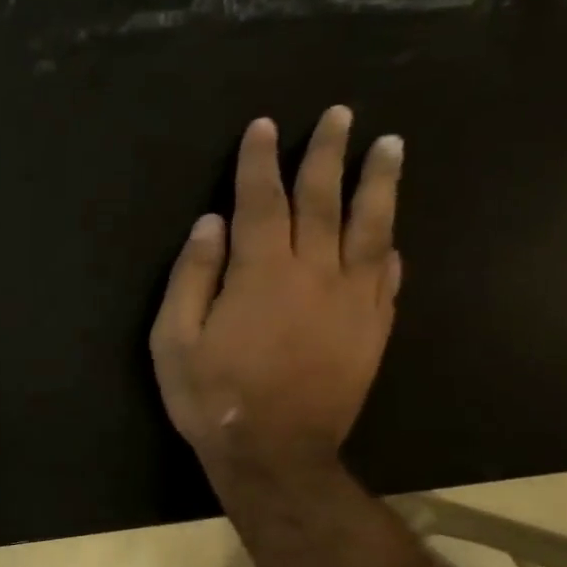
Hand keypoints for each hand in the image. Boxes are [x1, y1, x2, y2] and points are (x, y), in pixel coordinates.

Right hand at [150, 106, 402, 479]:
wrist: (275, 452)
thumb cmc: (212, 397)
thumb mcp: (174, 341)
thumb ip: (192, 278)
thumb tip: (210, 225)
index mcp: (262, 273)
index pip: (263, 202)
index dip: (260, 162)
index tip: (263, 127)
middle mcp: (316, 272)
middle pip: (325, 200)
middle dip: (327, 153)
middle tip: (339, 114)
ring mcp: (353, 299)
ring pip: (372, 226)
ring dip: (379, 182)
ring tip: (389, 146)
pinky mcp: (374, 328)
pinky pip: (388, 275)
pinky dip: (390, 247)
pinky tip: (392, 235)